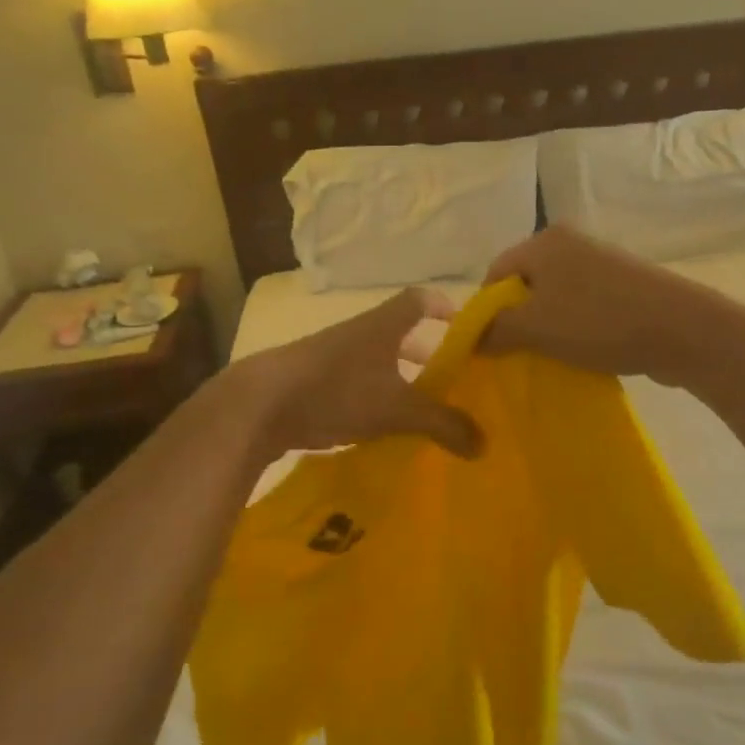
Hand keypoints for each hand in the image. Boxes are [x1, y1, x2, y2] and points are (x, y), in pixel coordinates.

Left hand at [233, 287, 482, 459]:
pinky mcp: (311, 382)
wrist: (260, 405)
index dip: (443, 307)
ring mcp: (331, 357)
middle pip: (399, 334)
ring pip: (375, 362)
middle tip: (450, 378)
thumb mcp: (398, 409)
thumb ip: (443, 424)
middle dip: (425, 353)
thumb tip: (483, 444)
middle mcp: (358, 334)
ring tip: (420, 408)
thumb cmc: (337, 390)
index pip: (419, 300)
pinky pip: (353, 384)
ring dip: (398, 379)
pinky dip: (372, 399)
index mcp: (382, 326)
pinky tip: (380, 428)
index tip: (464, 327)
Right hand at [480, 227, 714, 384]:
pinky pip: (582, 306)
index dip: (485, 311)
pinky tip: (581, 352)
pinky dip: (575, 329)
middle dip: (516, 321)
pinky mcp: (623, 285)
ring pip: (554, 298)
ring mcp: (600, 263)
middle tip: (518, 355)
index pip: (494, 273)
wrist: (682, 330)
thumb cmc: (599, 322)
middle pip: (524, 285)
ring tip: (550, 357)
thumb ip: (494, 330)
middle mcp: (570, 243)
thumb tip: (469, 339)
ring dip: (546, 328)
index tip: (490, 347)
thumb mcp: (535, 328)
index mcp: (544, 242)